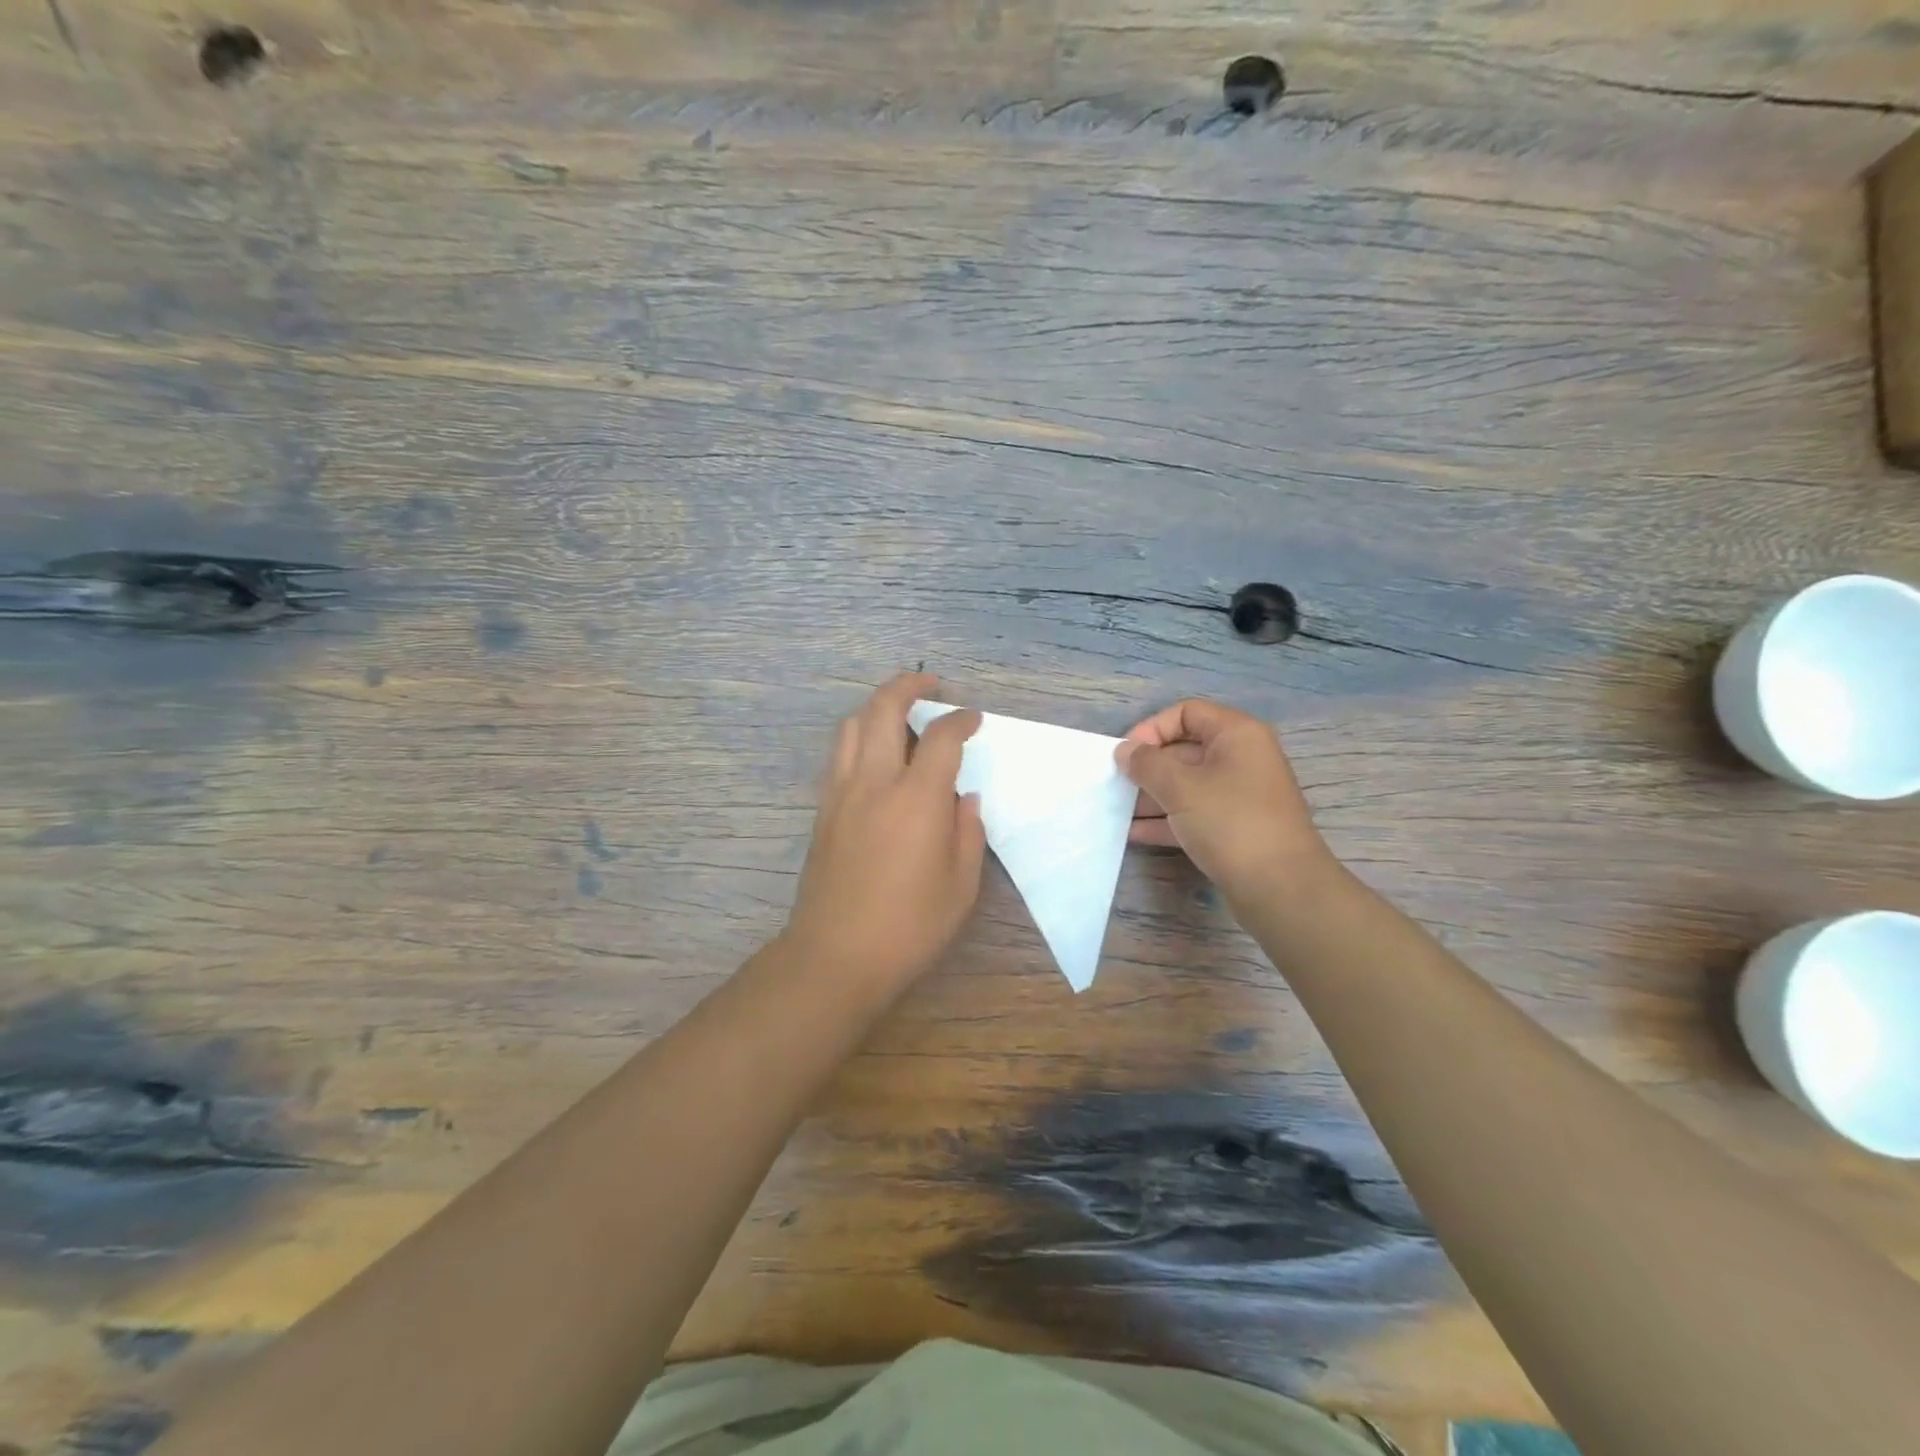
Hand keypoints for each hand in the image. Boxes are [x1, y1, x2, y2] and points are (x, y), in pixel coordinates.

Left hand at [782, 672, 985, 988]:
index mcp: (916, 798)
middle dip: (909, 685)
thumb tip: (963, 799)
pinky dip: (860, 737)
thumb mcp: (961, 886)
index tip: (973, 719)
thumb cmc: (909, 926)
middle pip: (884, 708)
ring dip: (878, 707)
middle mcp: (875, 782)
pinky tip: (877, 756)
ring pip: (853, 726)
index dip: (961, 720)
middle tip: (931, 684)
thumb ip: (967, 832)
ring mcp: (842, 793)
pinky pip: (841, 755)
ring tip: (901, 714)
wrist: (836, 955)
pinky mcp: (823, 810)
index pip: (941, 737)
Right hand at [1115, 699, 1332, 899]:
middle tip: (1116, 785)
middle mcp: (1242, 758)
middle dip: (1148, 766)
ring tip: (1118, 810)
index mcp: (1236, 735)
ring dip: (1152, 795)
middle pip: (1184, 749)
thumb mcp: (1180, 788)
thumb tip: (1125, 751)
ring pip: (1187, 784)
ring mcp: (1240, 794)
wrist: (1281, 888)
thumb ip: (1147, 764)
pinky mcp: (1235, 827)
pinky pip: (1195, 812)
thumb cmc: (1230, 823)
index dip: (1152, 728)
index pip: (1186, 712)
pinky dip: (1167, 819)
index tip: (1127, 755)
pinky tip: (1135, 833)